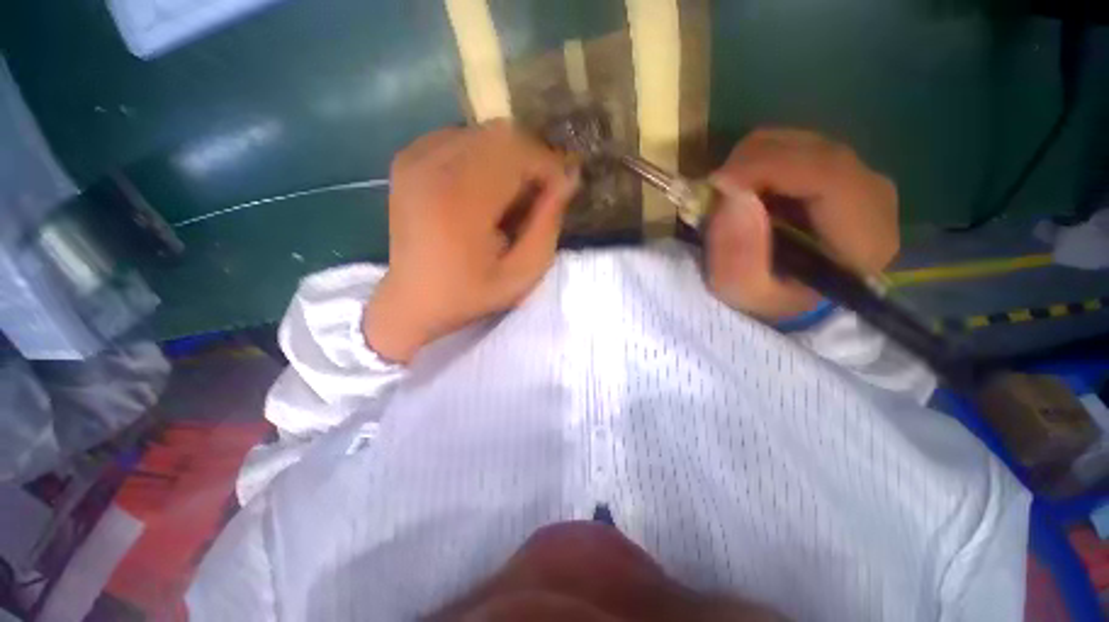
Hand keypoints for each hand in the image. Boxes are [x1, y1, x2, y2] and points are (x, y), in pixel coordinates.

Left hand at [364, 122, 578, 362]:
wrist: (413, 301)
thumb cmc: (471, 294)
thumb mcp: (523, 274)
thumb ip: (548, 224)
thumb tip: (568, 178)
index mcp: (461, 201)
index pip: (518, 152)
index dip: (549, 165)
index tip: (561, 191)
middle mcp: (433, 167)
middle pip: (501, 134)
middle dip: (531, 159)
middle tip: (539, 194)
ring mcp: (415, 159)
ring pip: (482, 132)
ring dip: (509, 158)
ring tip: (512, 195)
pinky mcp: (408, 160)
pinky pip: (460, 137)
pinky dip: (483, 156)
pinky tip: (485, 188)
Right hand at [706, 129, 898, 321]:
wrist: (791, 301)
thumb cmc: (771, 304)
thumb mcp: (746, 295)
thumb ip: (738, 256)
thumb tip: (731, 195)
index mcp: (866, 236)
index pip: (829, 174)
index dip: (769, 168)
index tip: (718, 184)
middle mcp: (873, 196)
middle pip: (811, 150)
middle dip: (751, 167)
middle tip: (716, 197)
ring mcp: (856, 177)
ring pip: (798, 144)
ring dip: (751, 166)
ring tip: (731, 202)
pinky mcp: (837, 171)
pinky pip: (792, 149)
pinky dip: (758, 165)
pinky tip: (748, 195)